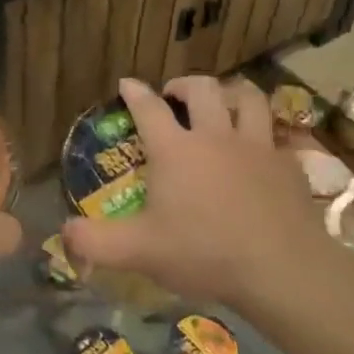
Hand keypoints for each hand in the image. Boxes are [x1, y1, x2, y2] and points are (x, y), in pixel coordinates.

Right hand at [61, 75, 331, 310]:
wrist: (282, 269)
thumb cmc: (204, 253)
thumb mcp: (139, 252)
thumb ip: (96, 242)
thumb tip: (64, 232)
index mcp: (176, 150)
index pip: (149, 109)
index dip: (135, 92)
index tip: (127, 83)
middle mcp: (215, 136)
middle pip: (202, 89)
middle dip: (184, 84)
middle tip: (175, 94)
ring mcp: (257, 147)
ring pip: (248, 98)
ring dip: (232, 92)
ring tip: (223, 100)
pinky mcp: (288, 164)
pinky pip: (277, 134)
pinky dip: (265, 132)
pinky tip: (262, 147)